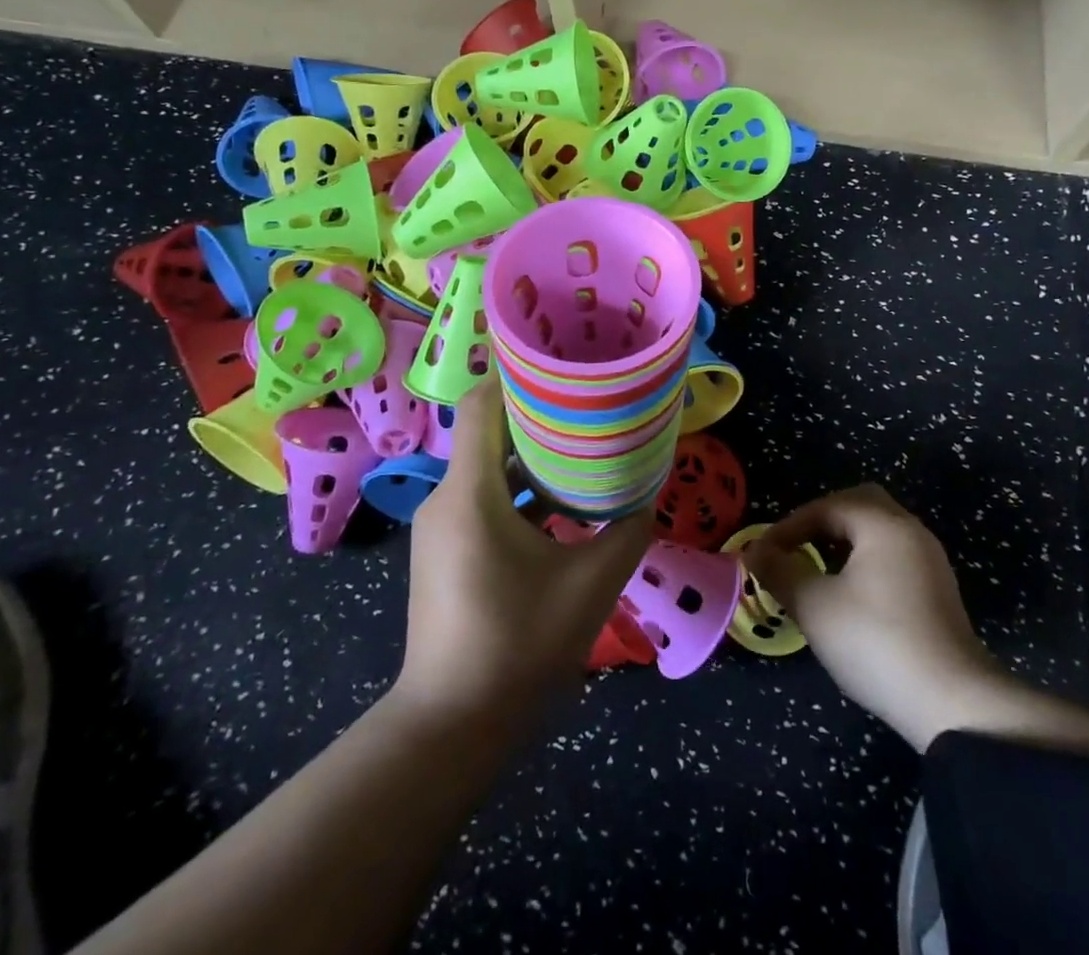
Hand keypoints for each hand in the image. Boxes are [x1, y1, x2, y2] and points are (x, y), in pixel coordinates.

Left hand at [397, 378, 651, 722]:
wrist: (450, 728)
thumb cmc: (517, 648)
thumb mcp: (590, 585)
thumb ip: (626, 530)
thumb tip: (647, 491)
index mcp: (471, 493)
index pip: (482, 404)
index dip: (518, 374)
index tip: (563, 360)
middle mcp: (447, 498)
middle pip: (488, 429)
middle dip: (537, 410)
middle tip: (589, 398)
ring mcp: (441, 525)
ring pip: (487, 465)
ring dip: (532, 453)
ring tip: (584, 444)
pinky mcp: (445, 549)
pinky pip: (483, 496)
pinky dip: (519, 488)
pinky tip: (561, 503)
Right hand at [746, 484, 1004, 751]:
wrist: (954, 704)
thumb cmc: (877, 642)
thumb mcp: (815, 606)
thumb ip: (779, 571)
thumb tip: (754, 551)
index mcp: (883, 524)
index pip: (826, 506)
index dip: (788, 526)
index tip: (764, 554)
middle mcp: (911, 531)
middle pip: (860, 504)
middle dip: (821, 521)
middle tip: (794, 547)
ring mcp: (930, 562)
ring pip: (878, 531)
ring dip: (843, 542)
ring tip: (815, 570)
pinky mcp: (938, 592)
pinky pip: (893, 556)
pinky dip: (865, 560)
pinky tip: (849, 594)